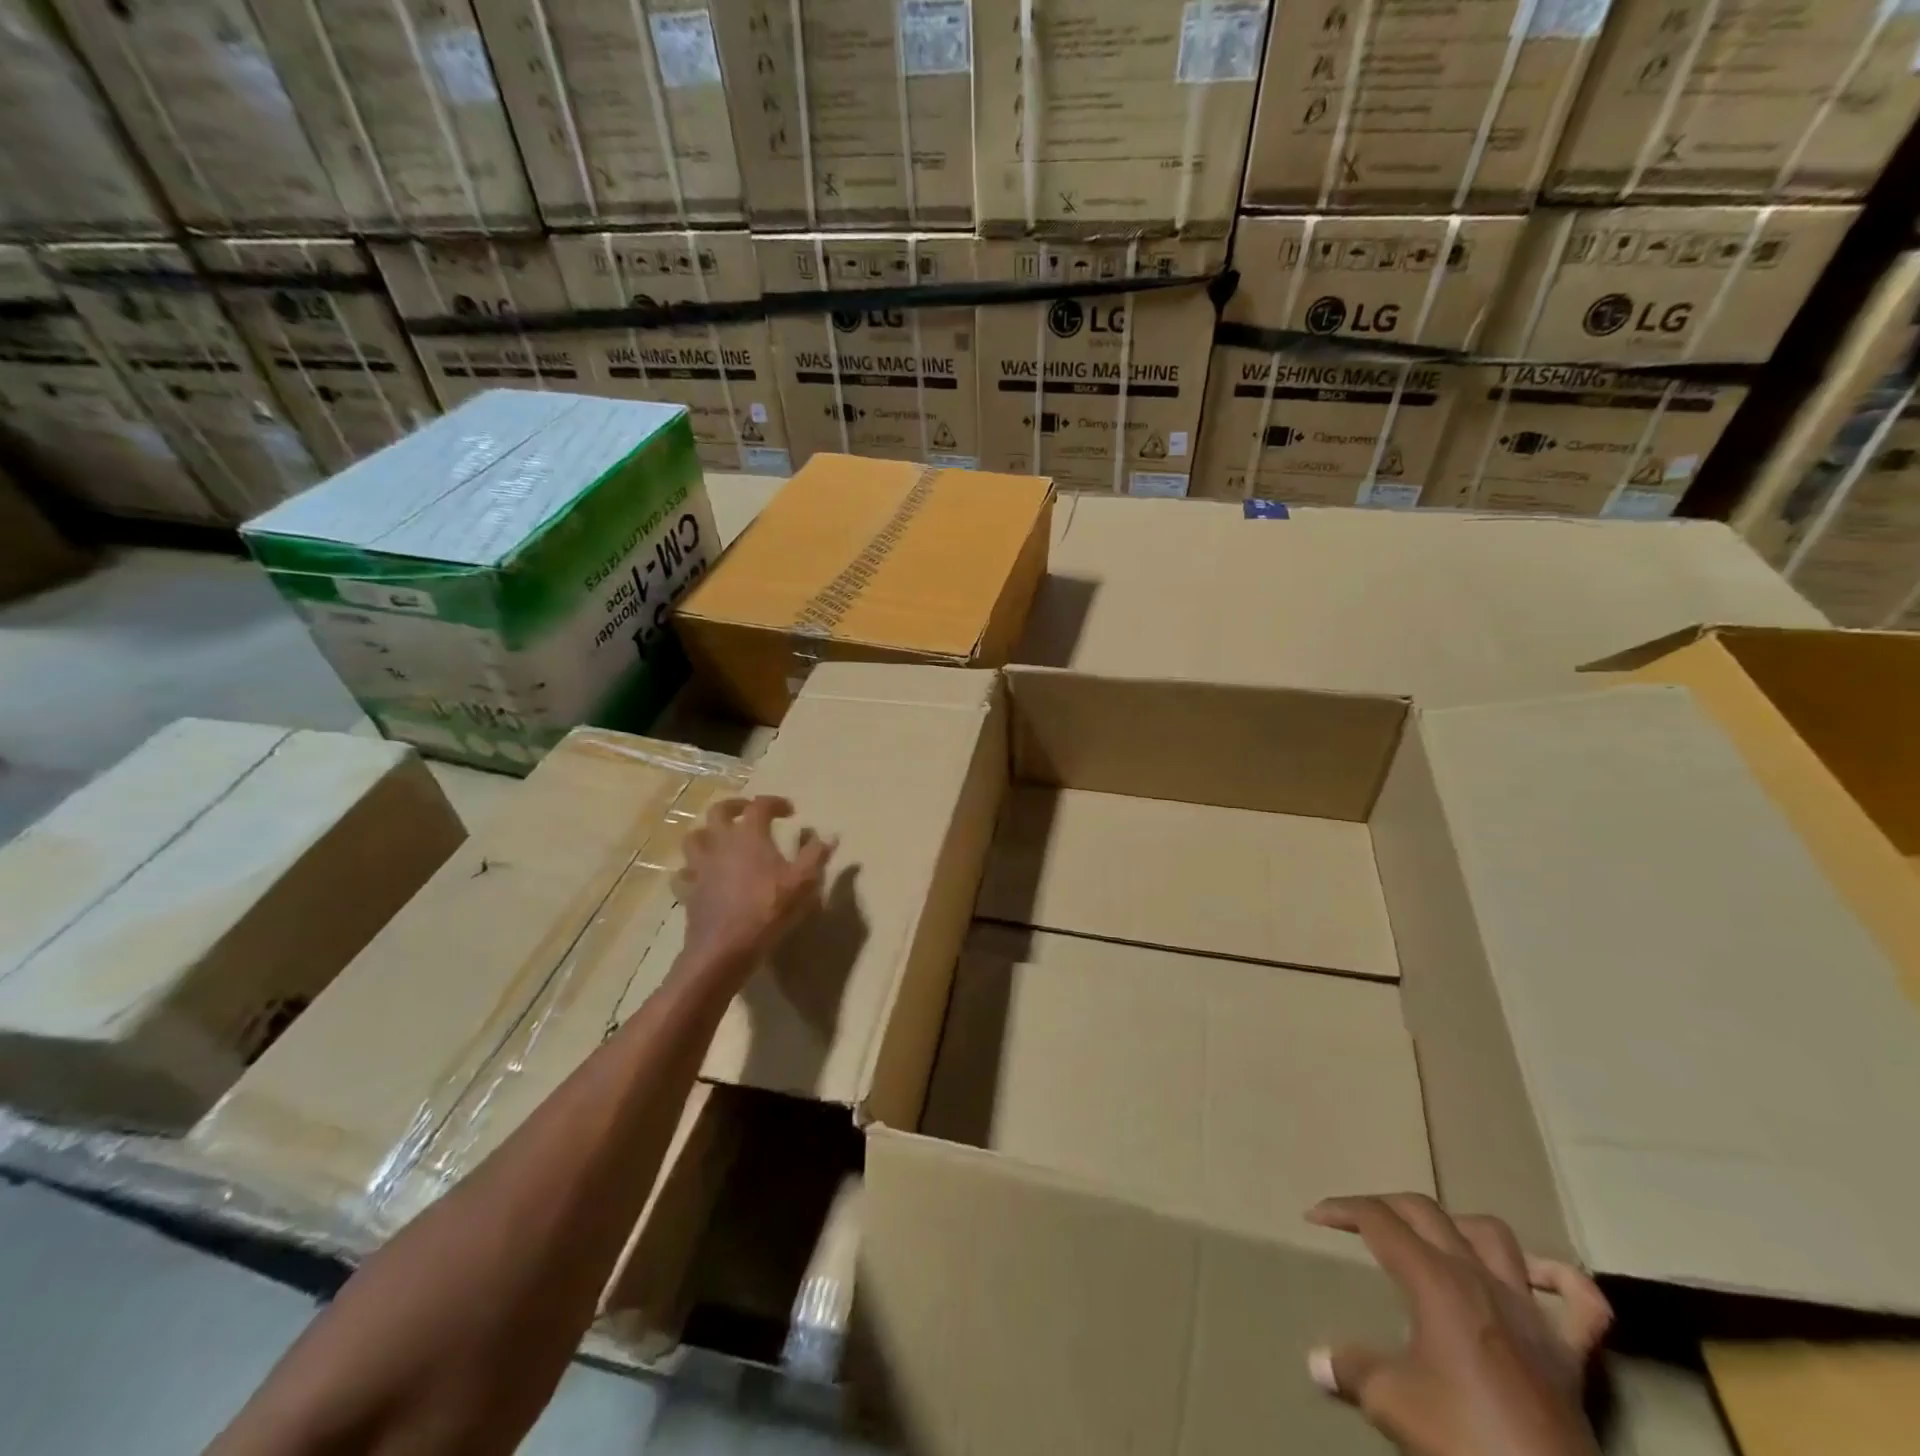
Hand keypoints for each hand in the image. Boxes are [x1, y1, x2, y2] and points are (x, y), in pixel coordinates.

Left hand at [676, 796, 834, 976]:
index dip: (774, 802)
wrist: (725, 948)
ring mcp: (700, 867)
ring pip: (693, 838)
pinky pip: (684, 874)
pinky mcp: (689, 891)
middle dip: (734, 806)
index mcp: (749, 835)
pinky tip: (701, 877)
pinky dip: (691, 871)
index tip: (789, 811)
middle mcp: (721, 844)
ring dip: (707, 833)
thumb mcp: (803, 882)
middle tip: (748, 812)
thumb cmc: (768, 910)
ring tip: (720, 839)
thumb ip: (816, 855)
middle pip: (718, 811)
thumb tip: (830, 835)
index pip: (759, 806)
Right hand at [1307, 1193, 1610, 1455]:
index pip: (1378, 1220)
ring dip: (1460, 1227)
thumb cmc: (1463, 1438)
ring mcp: (1530, 1312)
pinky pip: (1581, 1302)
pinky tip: (1537, 1279)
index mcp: (1435, 1280)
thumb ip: (1352, 1370)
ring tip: (1437, 1240)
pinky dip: (1560, 1280)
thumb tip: (1316, 1361)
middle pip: (1426, 1212)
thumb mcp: (1392, 1403)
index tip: (1315, 1218)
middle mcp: (1480, 1278)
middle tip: (1362, 1222)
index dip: (1342, 1210)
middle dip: (1387, 1206)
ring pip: (1494, 1236)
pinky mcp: (1570, 1353)